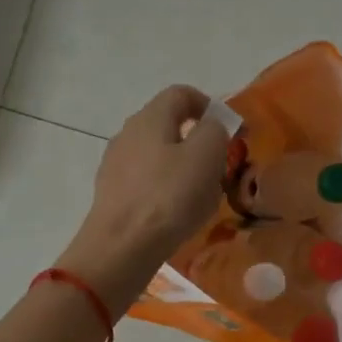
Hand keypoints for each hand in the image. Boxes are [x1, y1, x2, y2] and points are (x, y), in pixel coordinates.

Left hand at [56, 86, 228, 314]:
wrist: (121, 248)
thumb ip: (215, 131)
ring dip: (182, 170)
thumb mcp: (206, 155)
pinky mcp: (111, 196)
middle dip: (197, 142)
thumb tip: (211, 126)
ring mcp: (115, 166)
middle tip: (219, 168)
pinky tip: (176, 216)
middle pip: (167, 126)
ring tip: (201, 197)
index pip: (181, 93)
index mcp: (149, 117)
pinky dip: (165, 192)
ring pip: (157, 157)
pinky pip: (146, 184)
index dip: (208, 105)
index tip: (229, 130)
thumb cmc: (169, 197)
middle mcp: (127, 134)